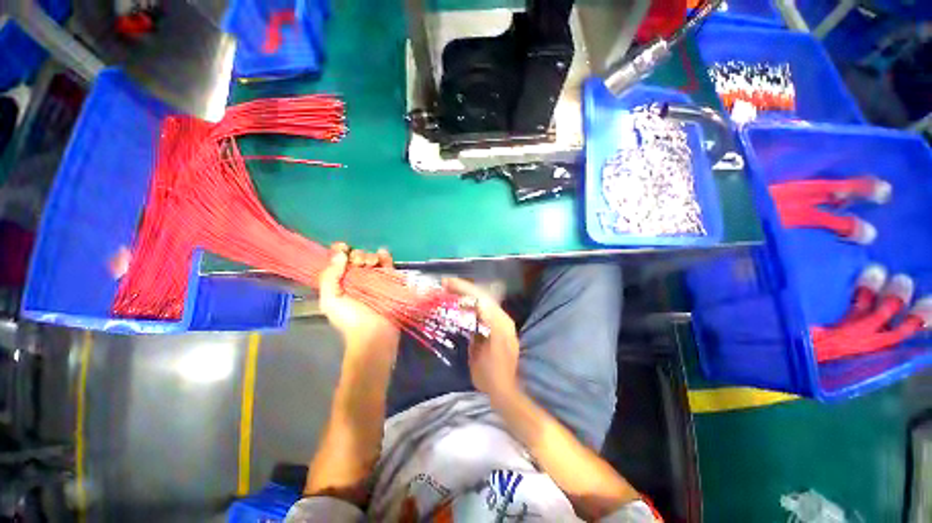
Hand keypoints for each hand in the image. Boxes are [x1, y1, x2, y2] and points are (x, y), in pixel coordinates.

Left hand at [319, 243, 399, 353]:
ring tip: (371, 264)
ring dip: (370, 256)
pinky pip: (388, 264)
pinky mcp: (389, 280)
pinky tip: (382, 254)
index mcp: (340, 282)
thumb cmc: (350, 319)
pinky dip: (385, 256)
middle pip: (356, 258)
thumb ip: (330, 276)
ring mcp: (374, 279)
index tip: (343, 248)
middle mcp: (357, 278)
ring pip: (371, 259)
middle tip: (359, 264)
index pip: (339, 261)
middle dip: (357, 255)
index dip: (339, 252)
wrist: (374, 333)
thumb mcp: (330, 300)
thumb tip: (340, 254)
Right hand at [443, 277, 519, 399]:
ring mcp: (503, 322)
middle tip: (446, 284)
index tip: (447, 283)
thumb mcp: (477, 356)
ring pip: (484, 302)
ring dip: (468, 296)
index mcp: (498, 323)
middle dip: (464, 288)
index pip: (479, 298)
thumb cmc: (490, 376)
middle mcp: (502, 318)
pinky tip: (463, 307)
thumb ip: (474, 334)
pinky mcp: (501, 328)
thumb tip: (467, 317)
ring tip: (452, 292)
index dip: (463, 288)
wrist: (507, 390)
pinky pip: (485, 311)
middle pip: (482, 296)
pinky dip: (473, 306)